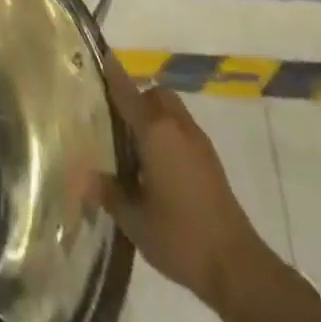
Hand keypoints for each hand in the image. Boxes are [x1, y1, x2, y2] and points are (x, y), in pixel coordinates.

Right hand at [97, 58, 276, 311]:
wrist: (237, 266)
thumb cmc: (179, 236)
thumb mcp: (133, 219)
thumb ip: (108, 192)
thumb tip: (84, 177)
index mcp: (155, 132)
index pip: (128, 92)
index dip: (112, 73)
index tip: (99, 54)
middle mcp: (177, 127)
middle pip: (155, 94)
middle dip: (136, 97)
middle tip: (114, 119)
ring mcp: (198, 142)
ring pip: (171, 110)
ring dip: (153, 115)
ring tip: (132, 144)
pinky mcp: (211, 160)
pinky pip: (182, 129)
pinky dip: (167, 133)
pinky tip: (155, 166)